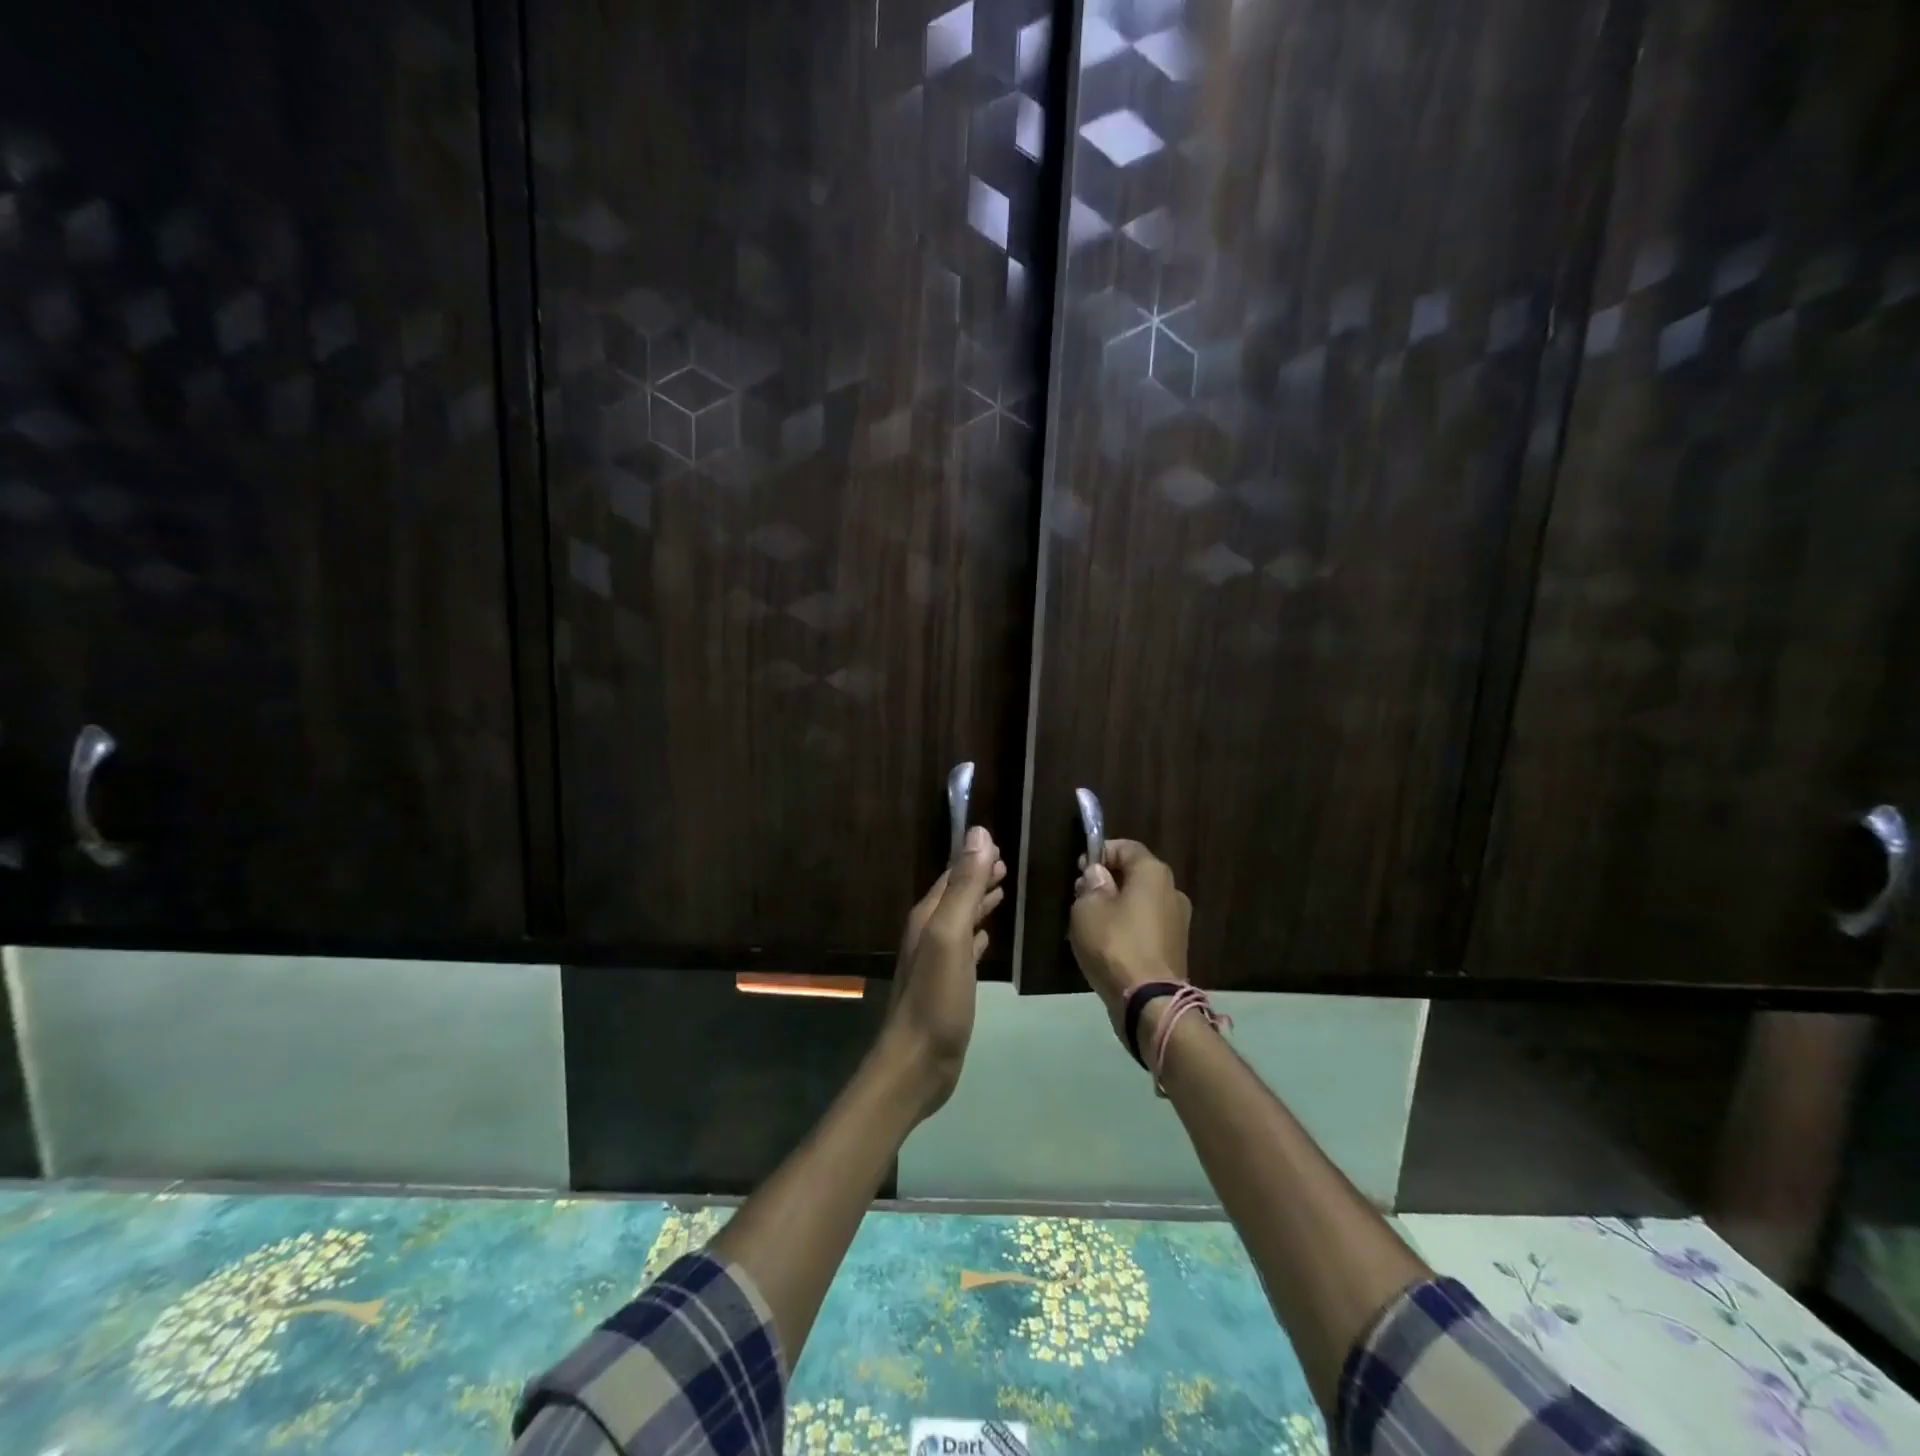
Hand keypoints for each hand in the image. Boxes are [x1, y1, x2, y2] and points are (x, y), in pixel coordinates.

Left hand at [882, 825, 1005, 1117]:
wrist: (918, 1061)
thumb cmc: (937, 997)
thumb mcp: (951, 935)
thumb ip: (965, 887)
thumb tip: (979, 834)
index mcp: (928, 917)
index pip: (952, 876)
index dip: (973, 859)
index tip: (999, 844)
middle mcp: (928, 933)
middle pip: (955, 896)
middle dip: (978, 877)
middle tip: (1006, 863)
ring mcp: (936, 961)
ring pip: (961, 920)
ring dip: (979, 903)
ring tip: (1002, 891)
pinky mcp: (947, 985)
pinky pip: (965, 948)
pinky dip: (978, 935)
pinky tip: (987, 938)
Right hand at [1069, 838, 1191, 1021]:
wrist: (1150, 1002)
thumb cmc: (1115, 944)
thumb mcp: (1087, 909)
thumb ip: (1091, 885)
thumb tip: (1099, 875)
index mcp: (1153, 873)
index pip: (1126, 847)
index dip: (1101, 852)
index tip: (1080, 868)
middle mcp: (1172, 891)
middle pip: (1135, 875)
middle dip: (1108, 881)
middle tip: (1081, 896)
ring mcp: (1178, 922)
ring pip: (1141, 902)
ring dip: (1117, 907)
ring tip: (1091, 924)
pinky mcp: (1176, 948)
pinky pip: (1147, 927)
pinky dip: (1128, 928)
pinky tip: (1108, 945)